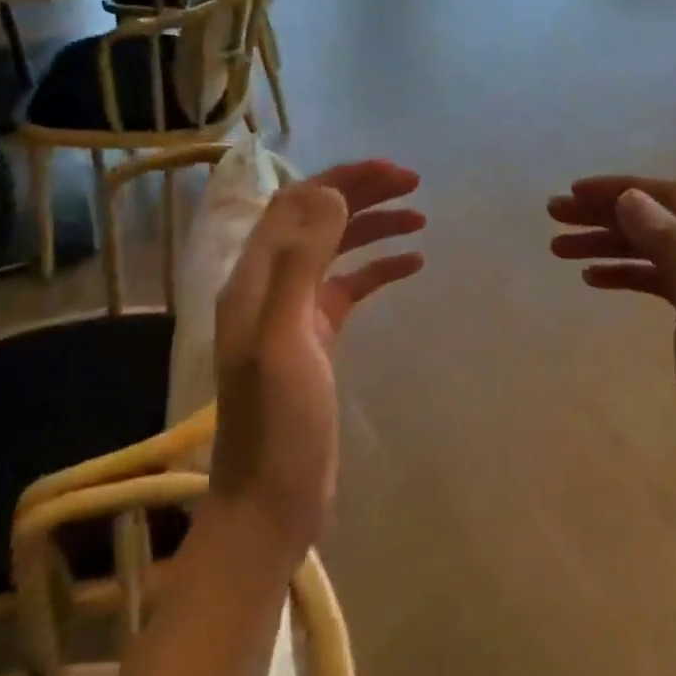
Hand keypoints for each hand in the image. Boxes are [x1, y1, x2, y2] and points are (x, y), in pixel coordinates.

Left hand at [213, 161, 424, 553]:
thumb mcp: (285, 339)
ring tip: (420, 218)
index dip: (342, 178)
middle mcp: (270, 285)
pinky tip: (413, 264)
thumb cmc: (278, 424)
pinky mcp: (317, 338)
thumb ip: (301, 263)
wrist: (271, 502)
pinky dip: (379, 268)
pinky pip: (350, 287)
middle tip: (414, 184)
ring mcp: (294, 312)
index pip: (295, 203)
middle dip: (363, 193)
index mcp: (254, 278)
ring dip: (374, 226)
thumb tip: (330, 191)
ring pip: (336, 249)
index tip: (394, 173)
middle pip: (317, 219)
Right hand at [548, 176, 675, 522]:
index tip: (572, 194)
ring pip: (659, 251)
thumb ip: (672, 247)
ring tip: (560, 248)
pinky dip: (629, 274)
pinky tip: (595, 279)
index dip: (621, 190)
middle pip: (663, 220)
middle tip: (555, 217)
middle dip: (608, 214)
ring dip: (612, 244)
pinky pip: (663, 282)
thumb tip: (630, 197)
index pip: (674, 197)